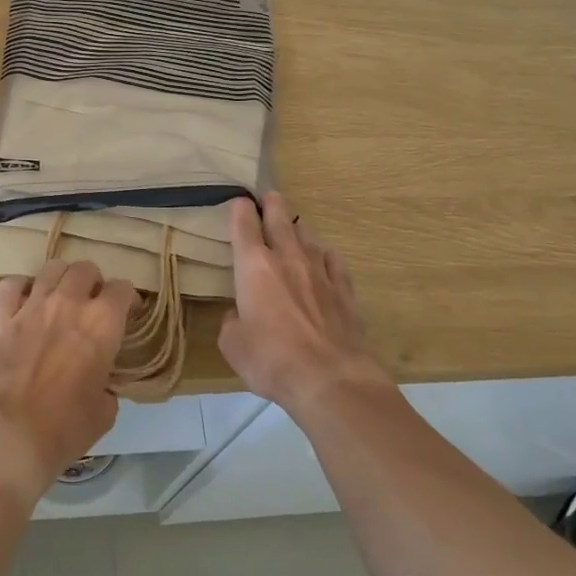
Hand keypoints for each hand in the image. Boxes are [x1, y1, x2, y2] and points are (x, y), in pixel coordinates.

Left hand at [0, 261, 133, 506]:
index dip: (128, 300)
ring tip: (60, 297)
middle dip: (94, 283)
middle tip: (92, 304)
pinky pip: (11, 285)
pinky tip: (24, 302)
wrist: (8, 438)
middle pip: (86, 269)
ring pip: (52, 268)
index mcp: (102, 324)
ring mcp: (32, 307)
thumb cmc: (63, 430)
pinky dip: (20, 288)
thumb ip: (107, 386)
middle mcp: (69, 304)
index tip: (128, 313)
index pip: (123, 289)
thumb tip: (100, 382)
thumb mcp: (104, 413)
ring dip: (61, 279)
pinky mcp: (1, 317)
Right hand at [220, 192, 391, 416]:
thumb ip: (232, 322)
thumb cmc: (271, 359)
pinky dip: (325, 256)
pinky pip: (334, 261)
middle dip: (273, 204)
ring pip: (308, 237)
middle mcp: (287, 258)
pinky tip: (324, 259)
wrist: (330, 379)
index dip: (240, 210)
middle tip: (270, 196)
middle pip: (280, 219)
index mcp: (253, 266)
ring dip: (298, 230)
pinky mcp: (344, 290)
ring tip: (294, 228)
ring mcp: (320, 271)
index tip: (239, 202)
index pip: (243, 225)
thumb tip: (240, 315)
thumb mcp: (233, 345)